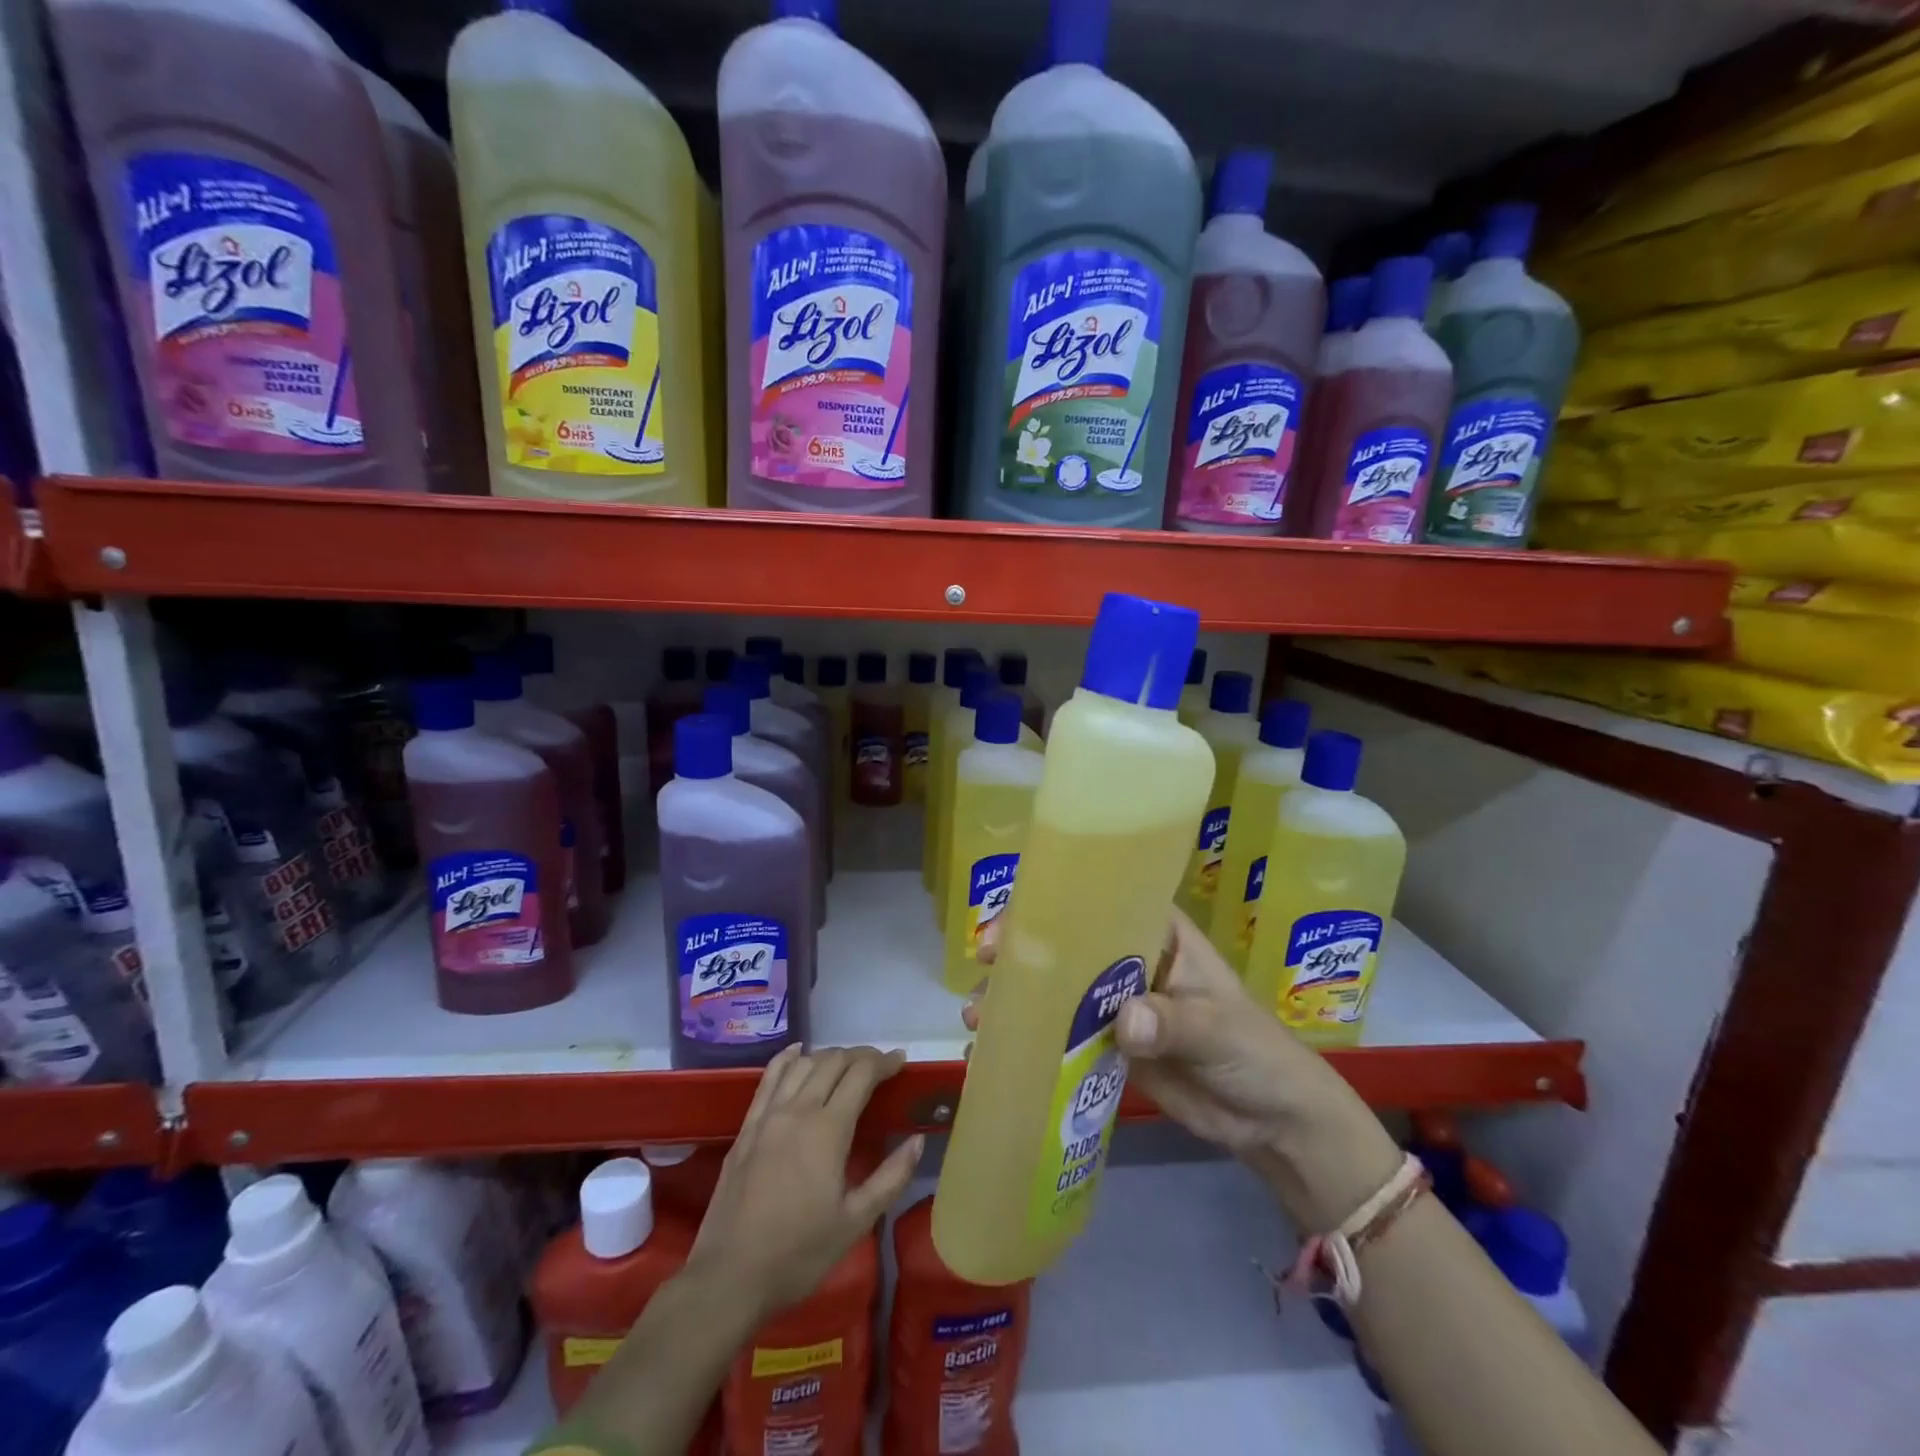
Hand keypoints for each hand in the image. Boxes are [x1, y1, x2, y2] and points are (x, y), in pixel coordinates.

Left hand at [688, 1045, 922, 1322]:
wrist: (728, 1278)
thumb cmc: (798, 1254)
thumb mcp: (855, 1223)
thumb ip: (891, 1178)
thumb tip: (917, 1140)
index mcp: (828, 1130)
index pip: (861, 1075)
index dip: (883, 1062)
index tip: (900, 1061)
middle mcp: (798, 1110)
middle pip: (833, 1061)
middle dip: (860, 1056)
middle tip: (879, 1065)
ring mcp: (768, 1116)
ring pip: (803, 1064)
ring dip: (829, 1056)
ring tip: (846, 1064)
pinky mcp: (746, 1127)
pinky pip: (769, 1078)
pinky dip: (788, 1058)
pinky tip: (798, 1053)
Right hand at [973, 909, 1399, 1231]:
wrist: (1272, 1121)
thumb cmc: (1256, 1052)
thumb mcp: (1219, 1029)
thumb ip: (1173, 1022)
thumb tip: (1124, 1021)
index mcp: (1156, 934)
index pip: (1099, 904)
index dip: (1052, 906)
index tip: (1012, 924)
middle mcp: (1128, 960)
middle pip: (1066, 945)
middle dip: (1022, 952)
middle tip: (982, 965)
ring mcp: (1115, 1004)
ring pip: (1057, 990)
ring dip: (1018, 998)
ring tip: (978, 1012)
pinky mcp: (1109, 1046)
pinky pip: (1063, 1037)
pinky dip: (1031, 1039)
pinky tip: (996, 1049)